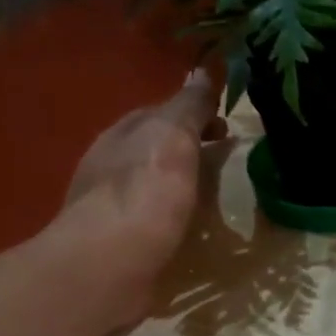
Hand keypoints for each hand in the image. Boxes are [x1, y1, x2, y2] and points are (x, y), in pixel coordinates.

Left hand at [42, 68, 225, 313]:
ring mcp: (111, 205)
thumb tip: (204, 71)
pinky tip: (188, 227)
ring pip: (151, 183)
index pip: (160, 112)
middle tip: (223, 161)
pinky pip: (150, 218)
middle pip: (154, 147)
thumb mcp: (173, 136)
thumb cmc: (144, 193)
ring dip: (179, 183)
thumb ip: (189, 106)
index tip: (226, 128)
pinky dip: (171, 215)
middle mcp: (111, 164)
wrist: (109, 264)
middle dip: (187, 148)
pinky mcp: (118, 242)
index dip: (194, 115)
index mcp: (123, 133)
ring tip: (212, 196)